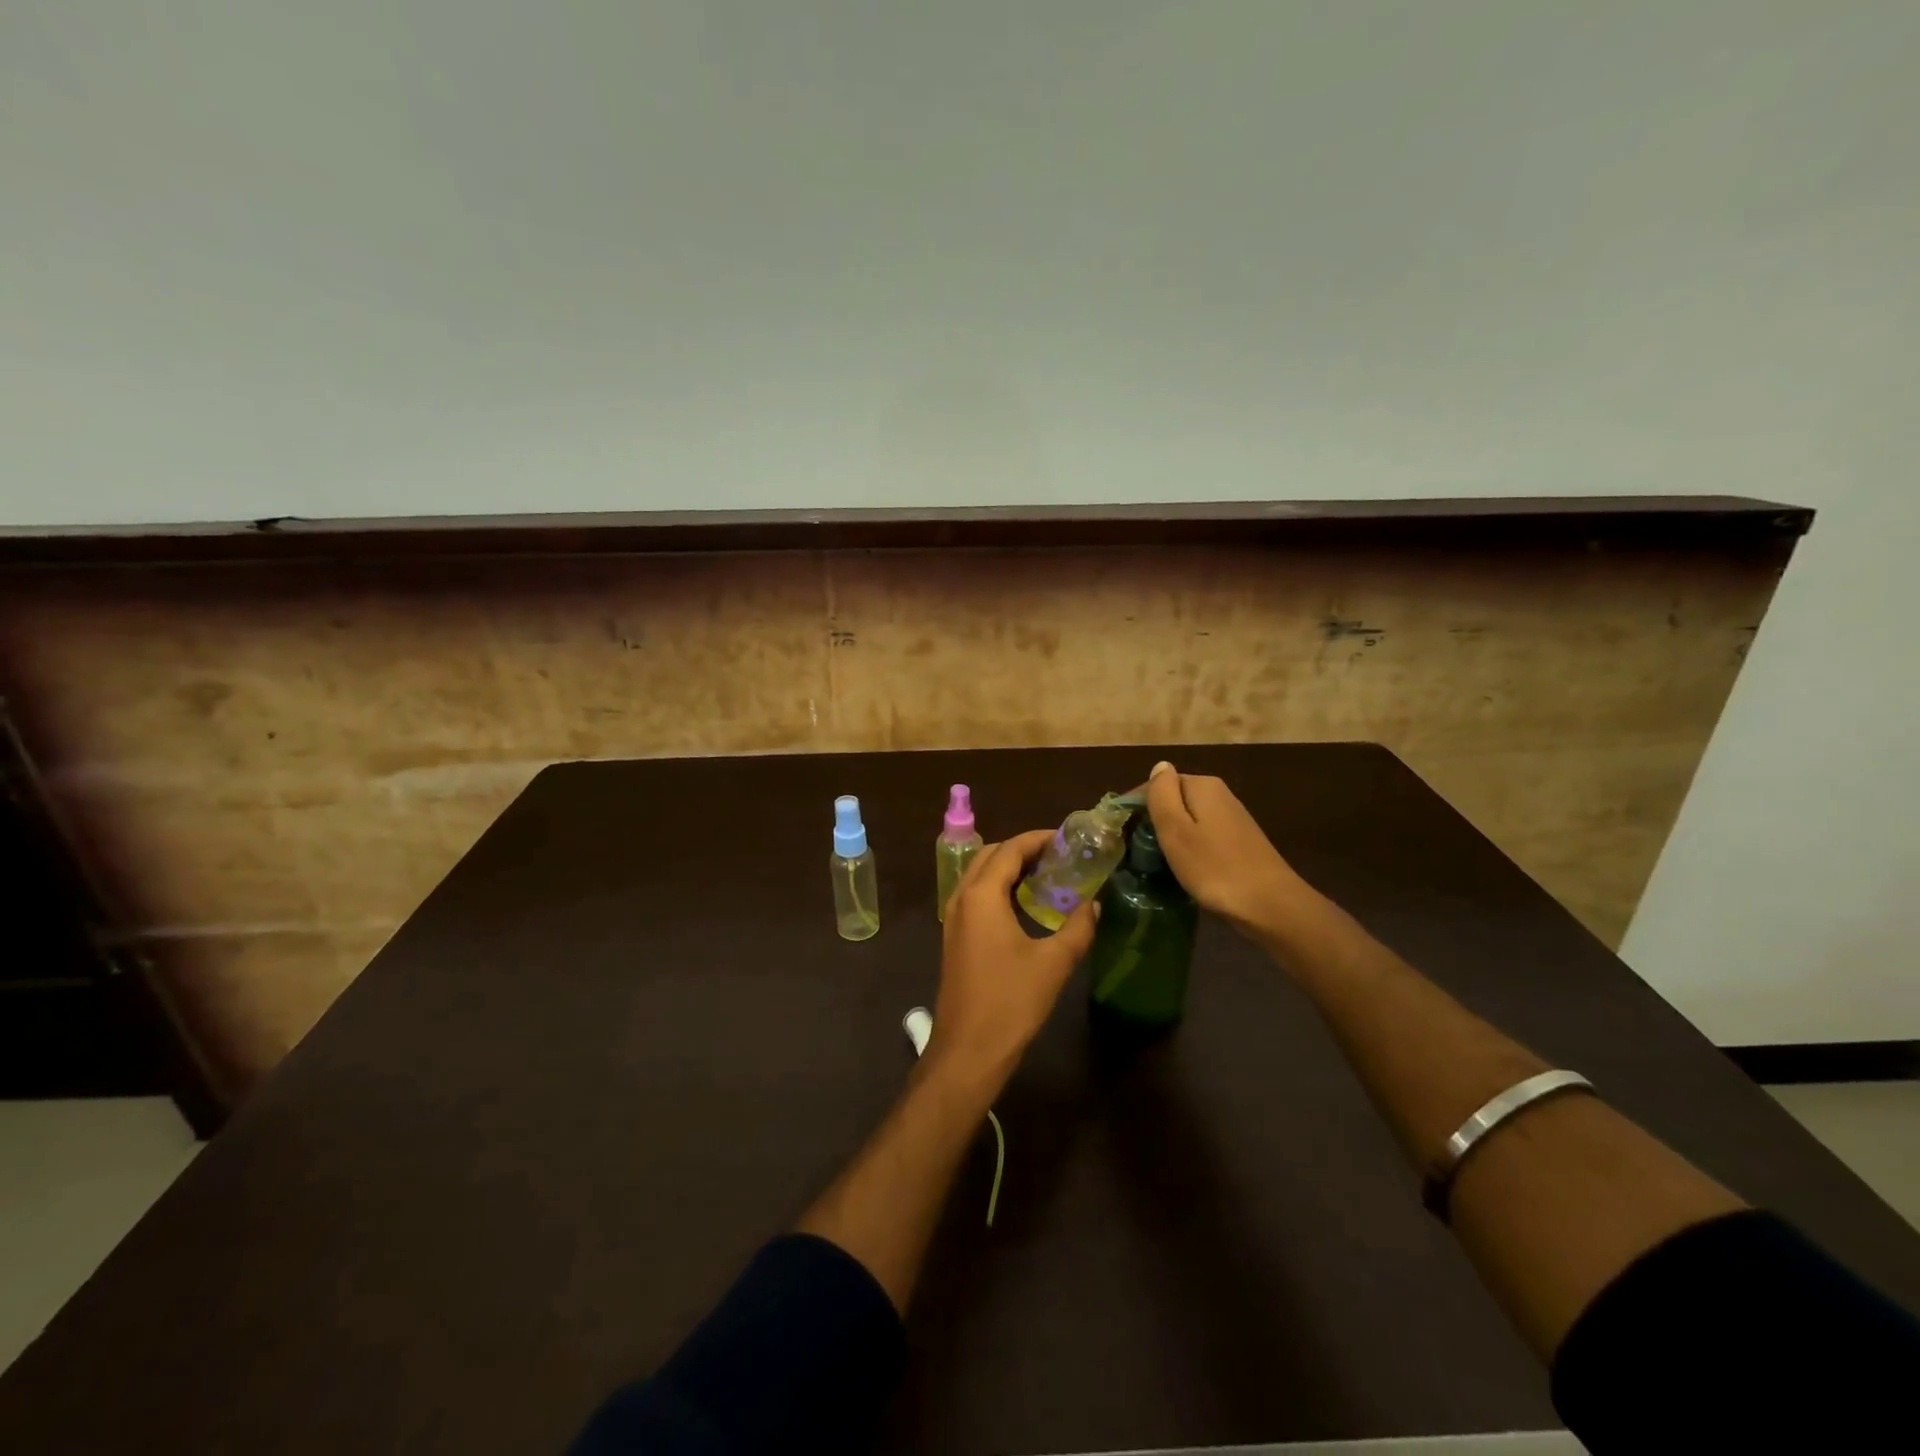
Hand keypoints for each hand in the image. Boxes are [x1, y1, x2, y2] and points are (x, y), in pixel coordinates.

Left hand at [929, 829, 1098, 1094]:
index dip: (1038, 839)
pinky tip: (1025, 905)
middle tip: (1059, 856)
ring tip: (1047, 875)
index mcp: (981, 896)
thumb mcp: (1053, 963)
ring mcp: (954, 918)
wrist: (968, 1050)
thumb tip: (1094, 904)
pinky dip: (999, 888)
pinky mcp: (955, 937)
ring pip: (980, 875)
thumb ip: (1077, 928)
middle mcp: (962, 898)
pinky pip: (976, 896)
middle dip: (1023, 849)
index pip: (1010, 849)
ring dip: (1009, 868)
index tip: (1067, 839)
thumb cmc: (1011, 1002)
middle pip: (990, 855)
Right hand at [1144, 760, 1306, 936]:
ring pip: (1188, 819)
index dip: (1135, 805)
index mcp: (1202, 785)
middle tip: (1134, 850)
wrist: (1270, 905)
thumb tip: (1159, 766)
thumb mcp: (1176, 829)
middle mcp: (1219, 794)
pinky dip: (1188, 847)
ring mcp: (1231, 818)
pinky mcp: (1239, 841)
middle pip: (1173, 800)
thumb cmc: (1214, 867)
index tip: (1119, 832)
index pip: (1157, 784)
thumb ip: (1162, 793)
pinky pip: (1202, 835)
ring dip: (1170, 835)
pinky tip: (1182, 867)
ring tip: (1153, 861)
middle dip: (1152, 820)